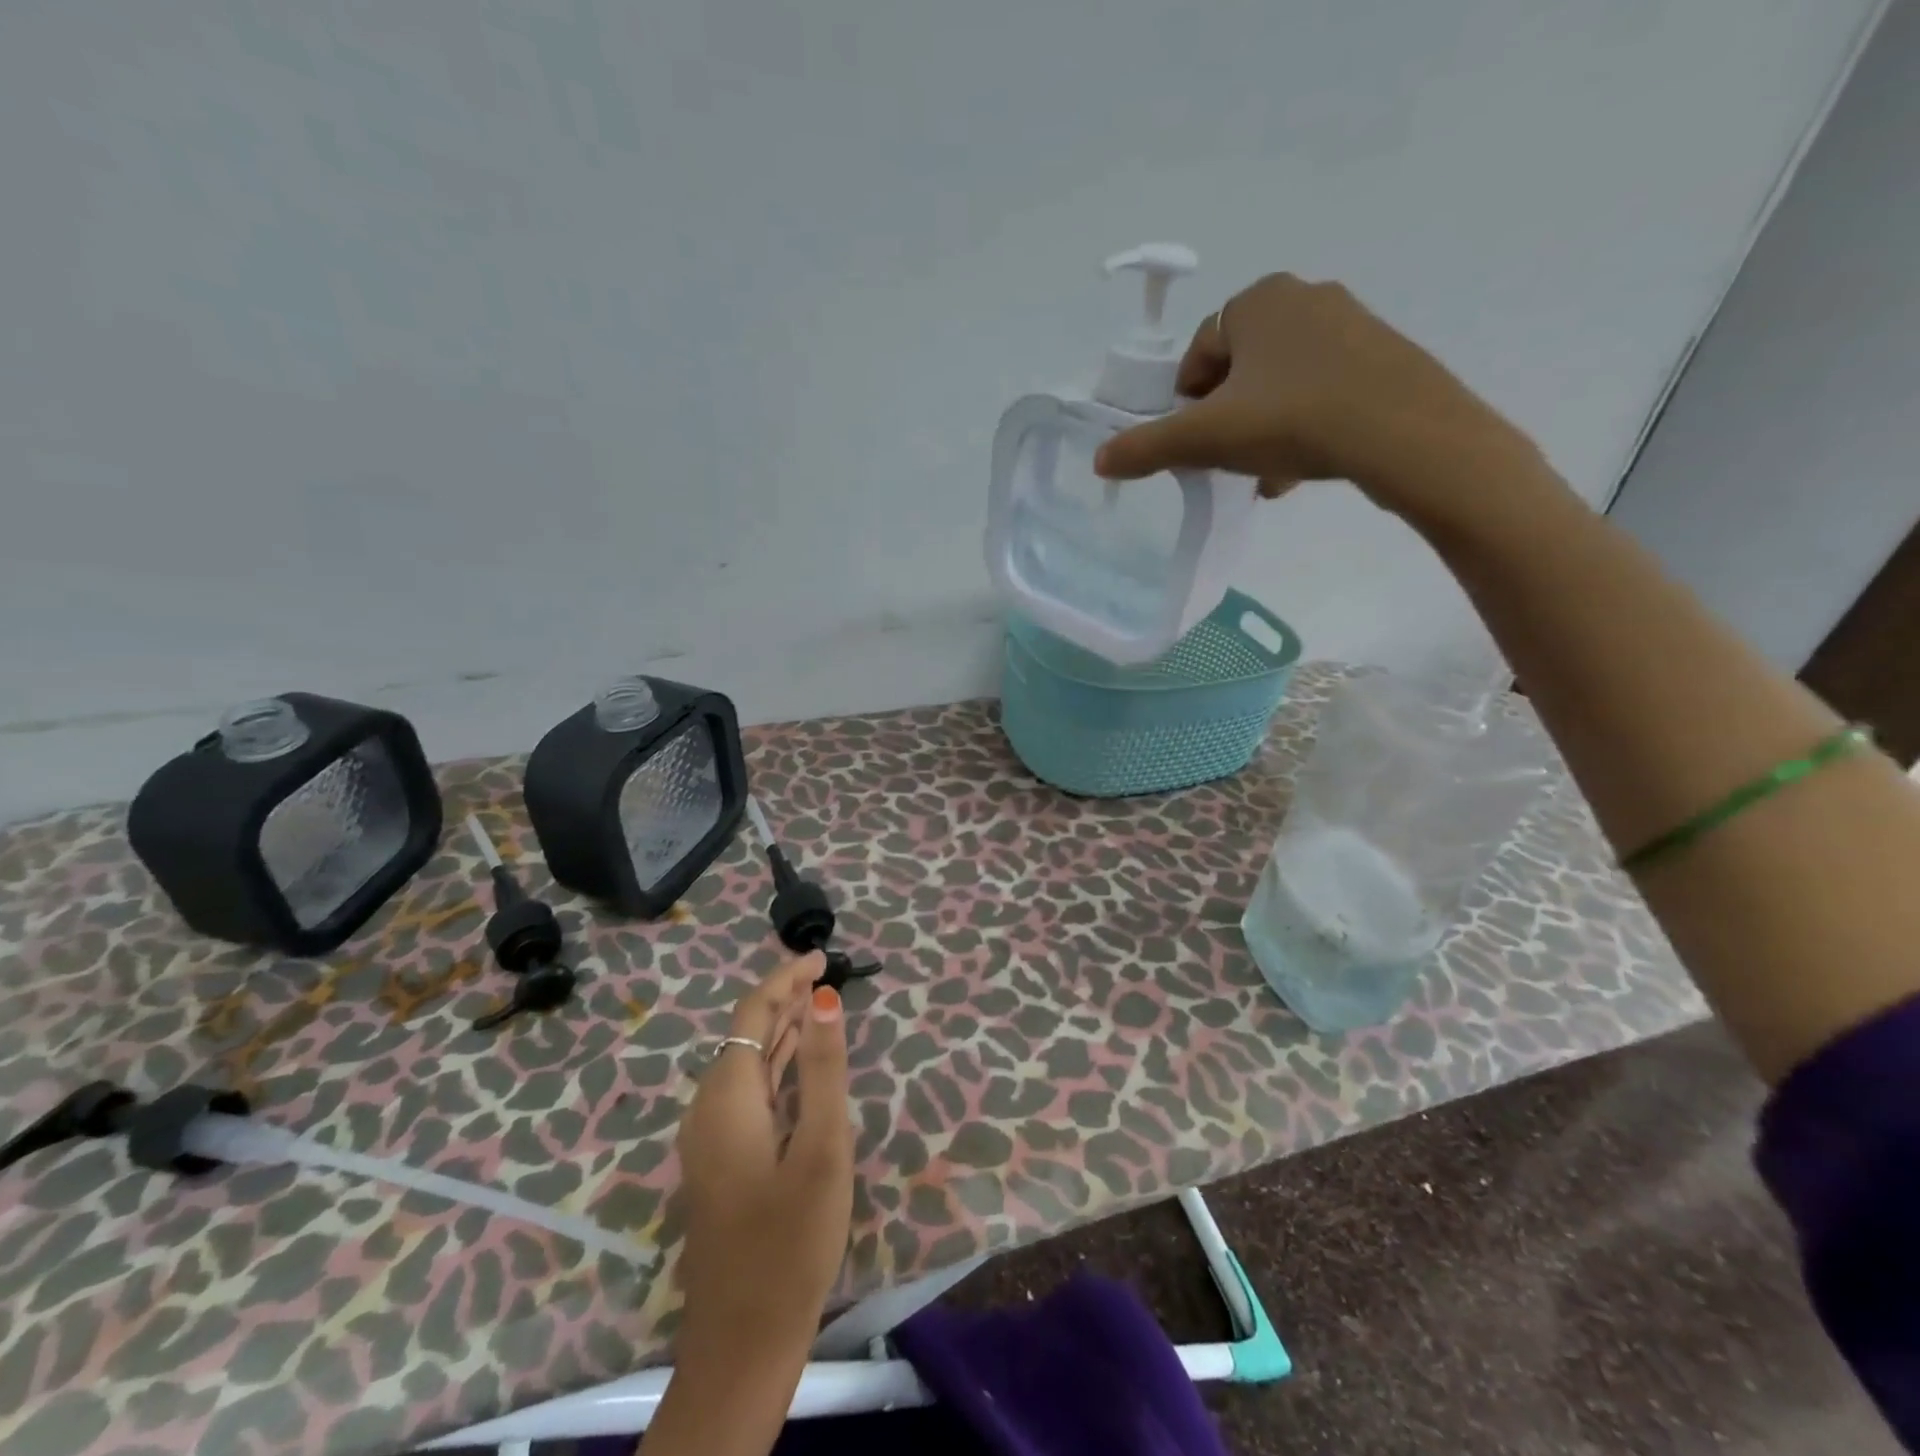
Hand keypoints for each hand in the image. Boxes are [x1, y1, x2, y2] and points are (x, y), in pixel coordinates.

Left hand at [675, 951, 852, 1360]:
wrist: (744, 1343)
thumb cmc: (791, 1242)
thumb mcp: (821, 1148)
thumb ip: (823, 1068)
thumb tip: (824, 997)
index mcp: (727, 1097)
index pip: (752, 1015)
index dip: (785, 979)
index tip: (821, 956)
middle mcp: (709, 1108)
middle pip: (746, 1034)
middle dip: (784, 998)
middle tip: (827, 974)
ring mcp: (711, 1137)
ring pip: (747, 1063)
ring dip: (781, 1029)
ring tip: (819, 1003)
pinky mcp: (722, 1160)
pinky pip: (749, 1090)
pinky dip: (776, 1064)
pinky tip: (800, 1063)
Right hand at [1093, 272, 1543, 523]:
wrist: (1404, 433)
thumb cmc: (1292, 420)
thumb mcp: (1206, 439)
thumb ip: (1148, 448)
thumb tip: (1099, 460)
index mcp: (1257, 302)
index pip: (1200, 351)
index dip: (1187, 401)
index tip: (1193, 441)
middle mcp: (1304, 298)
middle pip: (1241, 370)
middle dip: (1226, 418)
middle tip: (1225, 460)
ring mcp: (1350, 324)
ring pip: (1281, 385)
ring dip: (1261, 429)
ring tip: (1260, 476)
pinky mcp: (1383, 356)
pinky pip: (1321, 392)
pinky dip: (1302, 427)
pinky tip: (1298, 470)